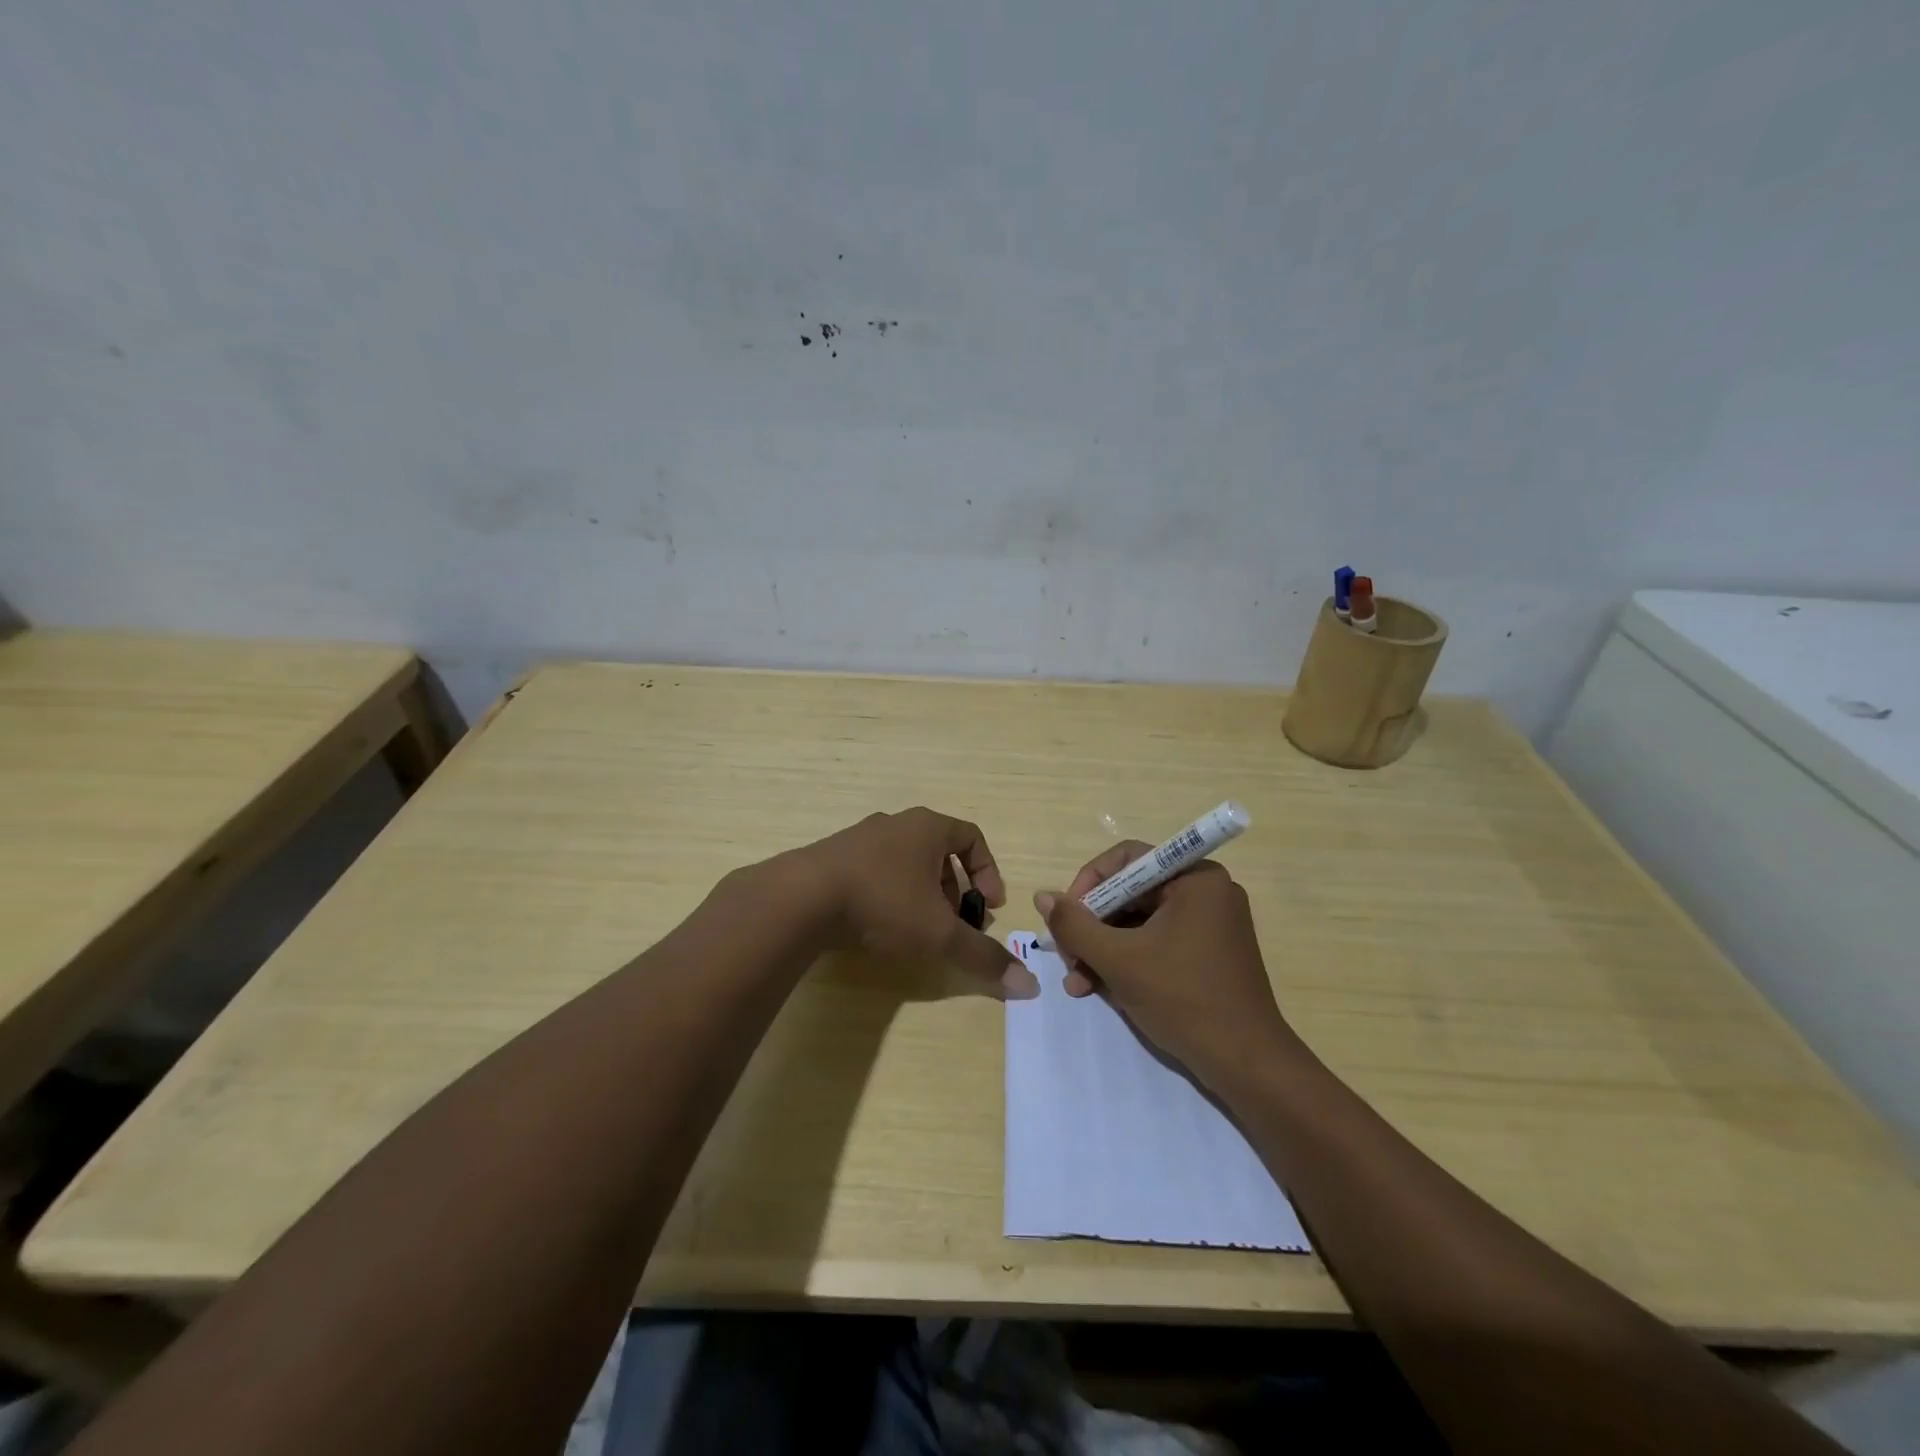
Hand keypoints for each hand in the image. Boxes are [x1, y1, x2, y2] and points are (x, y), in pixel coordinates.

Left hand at [802, 808, 1038, 998]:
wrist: (801, 898)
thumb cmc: (883, 902)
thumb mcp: (939, 933)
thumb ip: (982, 957)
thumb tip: (1028, 987)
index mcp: (927, 827)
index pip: (972, 837)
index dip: (988, 871)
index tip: (990, 906)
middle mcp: (896, 823)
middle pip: (939, 851)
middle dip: (954, 889)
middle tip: (955, 923)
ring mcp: (860, 837)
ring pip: (906, 861)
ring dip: (922, 892)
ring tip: (918, 928)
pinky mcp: (833, 856)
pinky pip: (875, 869)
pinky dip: (889, 893)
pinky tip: (879, 925)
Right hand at [1034, 842, 1296, 1084]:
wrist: (1247, 1065)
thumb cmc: (1184, 999)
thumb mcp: (1119, 960)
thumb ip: (1075, 925)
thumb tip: (1042, 896)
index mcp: (1195, 878)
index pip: (1127, 859)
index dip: (1088, 884)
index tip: (1066, 917)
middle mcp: (1205, 892)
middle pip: (1130, 893)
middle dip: (1092, 927)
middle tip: (1068, 957)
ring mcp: (1209, 924)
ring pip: (1138, 922)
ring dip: (1103, 949)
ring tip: (1078, 982)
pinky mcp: (1207, 953)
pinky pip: (1155, 942)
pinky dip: (1127, 961)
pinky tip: (1100, 988)